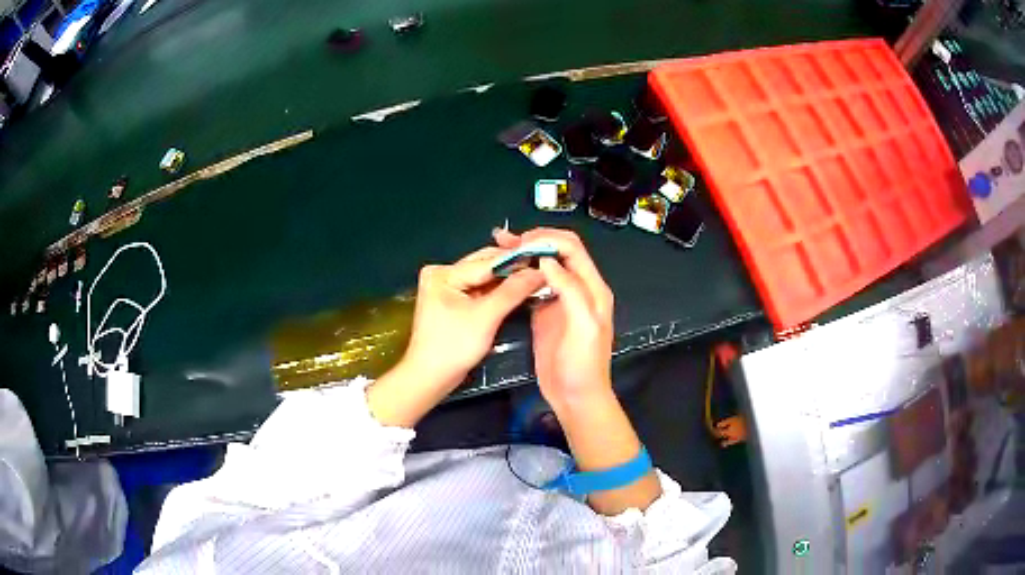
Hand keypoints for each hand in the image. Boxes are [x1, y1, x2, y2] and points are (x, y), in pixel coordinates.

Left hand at [402, 246, 545, 390]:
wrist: (431, 378)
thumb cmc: (454, 347)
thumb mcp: (486, 317)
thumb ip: (513, 291)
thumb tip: (540, 271)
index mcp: (443, 273)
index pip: (487, 261)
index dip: (518, 261)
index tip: (546, 260)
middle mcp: (442, 273)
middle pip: (485, 265)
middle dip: (514, 269)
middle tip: (545, 269)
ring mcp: (446, 287)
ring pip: (485, 277)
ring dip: (508, 280)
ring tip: (537, 279)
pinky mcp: (452, 301)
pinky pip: (480, 289)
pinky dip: (499, 291)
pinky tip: (519, 291)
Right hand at [494, 228, 614, 409]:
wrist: (575, 397)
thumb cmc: (583, 365)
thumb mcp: (583, 326)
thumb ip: (570, 290)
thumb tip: (546, 260)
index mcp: (592, 288)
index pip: (572, 248)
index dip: (547, 239)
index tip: (520, 243)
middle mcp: (578, 288)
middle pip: (557, 251)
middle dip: (533, 241)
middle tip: (504, 242)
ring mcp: (559, 300)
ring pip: (543, 266)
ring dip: (524, 254)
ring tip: (499, 248)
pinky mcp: (544, 313)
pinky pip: (532, 286)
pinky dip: (519, 274)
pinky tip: (503, 272)